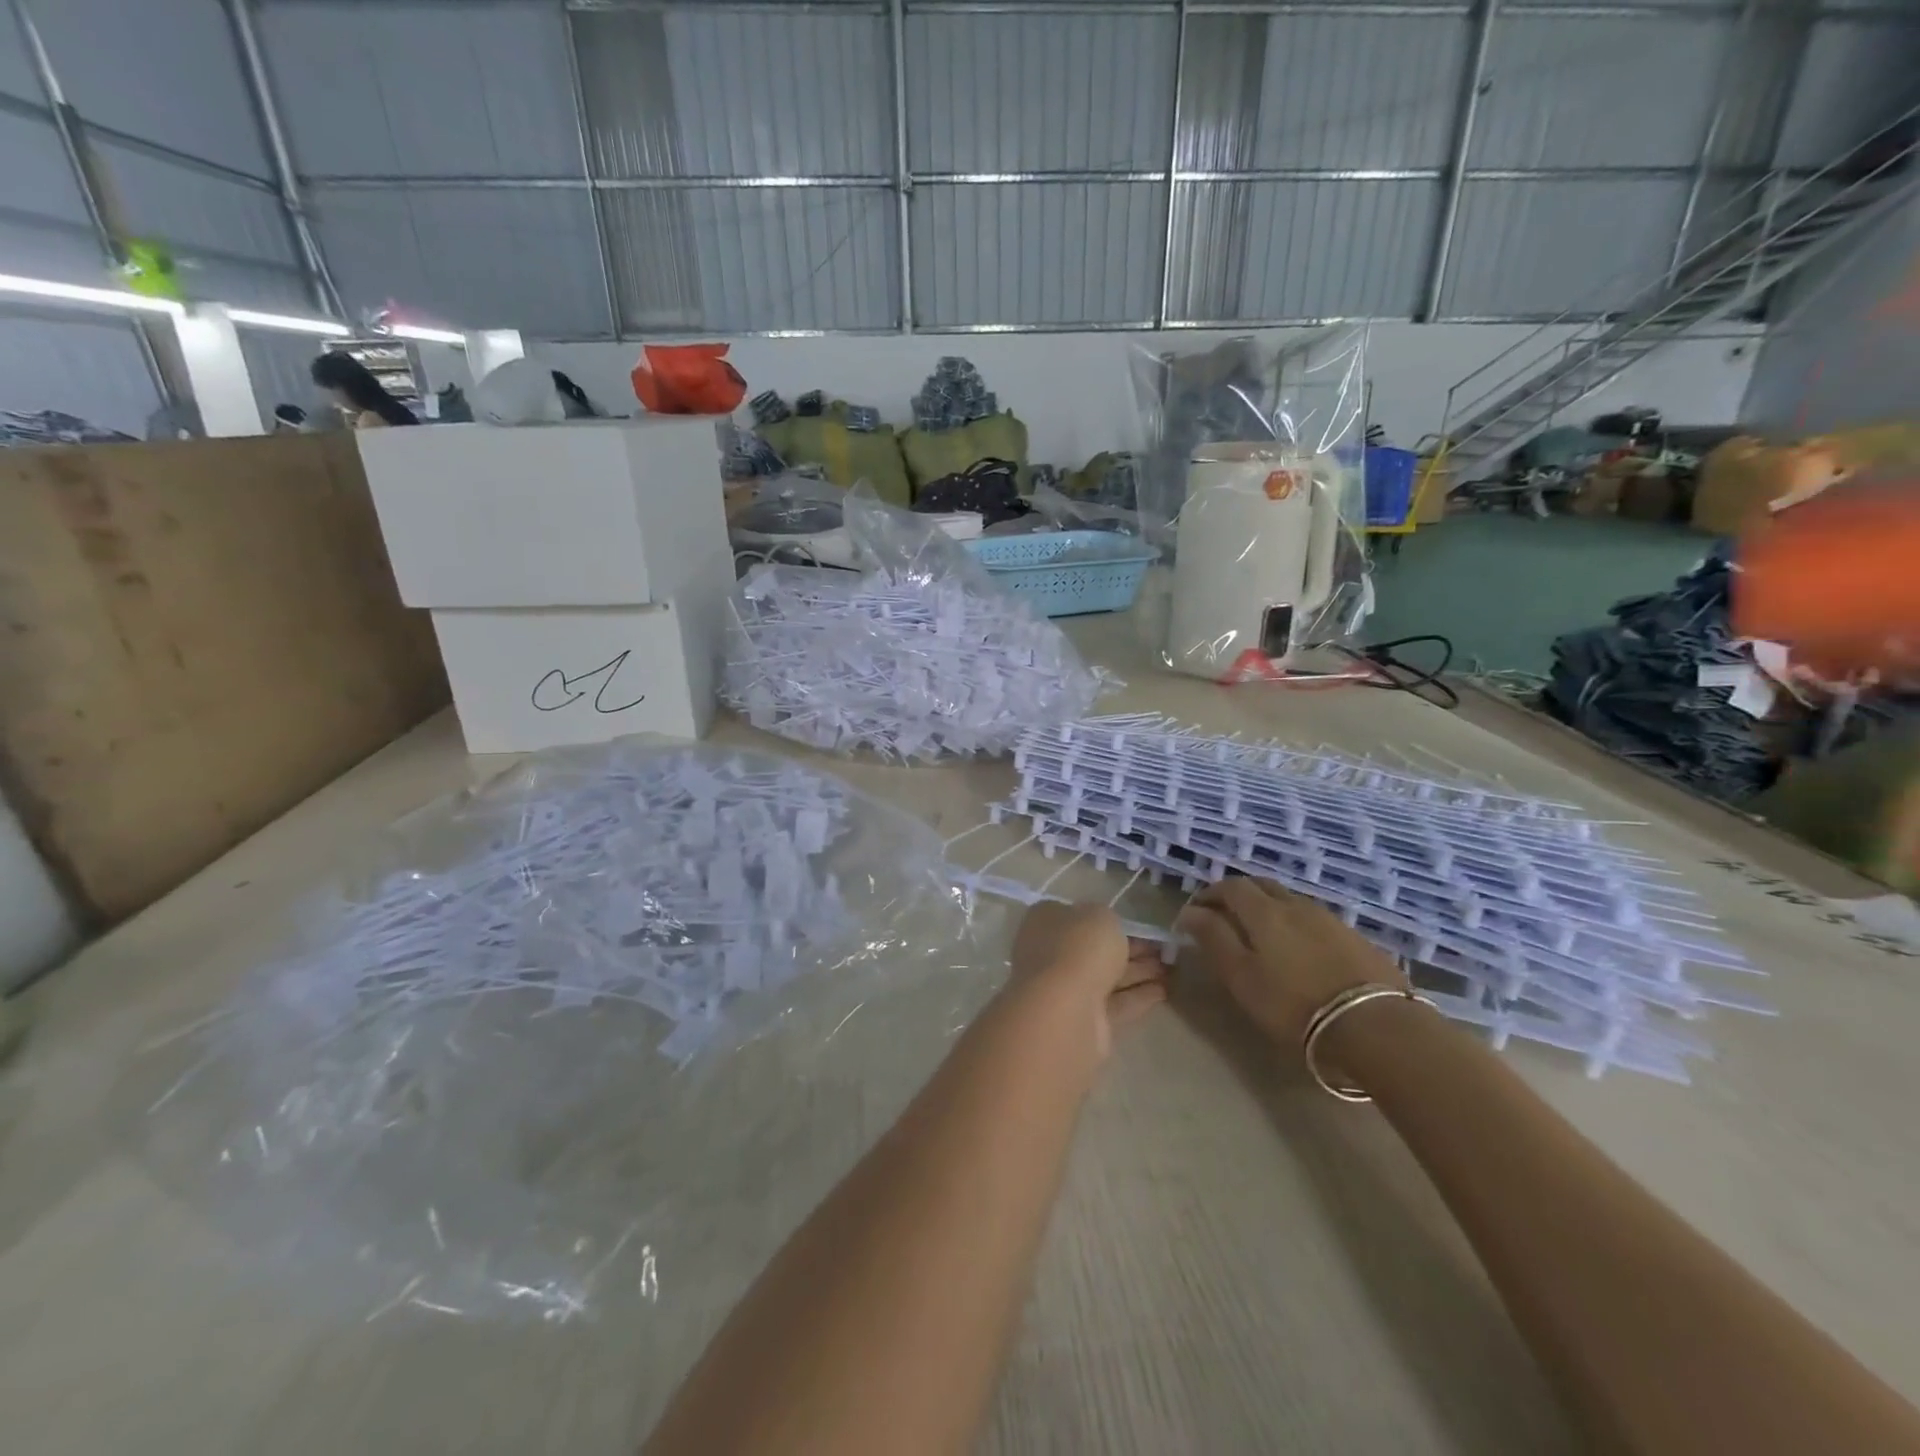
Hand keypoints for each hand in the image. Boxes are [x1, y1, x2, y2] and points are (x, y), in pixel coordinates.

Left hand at [1008, 902, 1167, 1059]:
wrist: (1066, 1008)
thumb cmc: (1079, 947)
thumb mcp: (1100, 916)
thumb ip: (1107, 920)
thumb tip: (1107, 931)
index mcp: (1046, 921)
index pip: (1078, 916)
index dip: (1109, 921)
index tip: (1139, 926)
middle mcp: (1051, 953)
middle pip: (1096, 949)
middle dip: (1131, 949)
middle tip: (1166, 950)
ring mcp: (1066, 989)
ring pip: (1108, 977)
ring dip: (1140, 972)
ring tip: (1173, 969)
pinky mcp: (1085, 1020)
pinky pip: (1116, 1003)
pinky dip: (1138, 996)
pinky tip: (1165, 992)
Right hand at [1176, 878, 1401, 1047]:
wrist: (1376, 1027)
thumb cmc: (1293, 1004)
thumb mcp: (1241, 976)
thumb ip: (1213, 939)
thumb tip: (1190, 912)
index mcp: (1264, 910)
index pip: (1230, 886)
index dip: (1208, 895)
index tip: (1194, 914)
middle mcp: (1296, 904)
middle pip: (1261, 886)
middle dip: (1237, 896)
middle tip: (1224, 918)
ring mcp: (1330, 920)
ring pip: (1289, 901)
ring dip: (1268, 909)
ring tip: (1260, 935)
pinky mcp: (1355, 939)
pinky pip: (1314, 920)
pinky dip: (1295, 925)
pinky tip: (1298, 950)